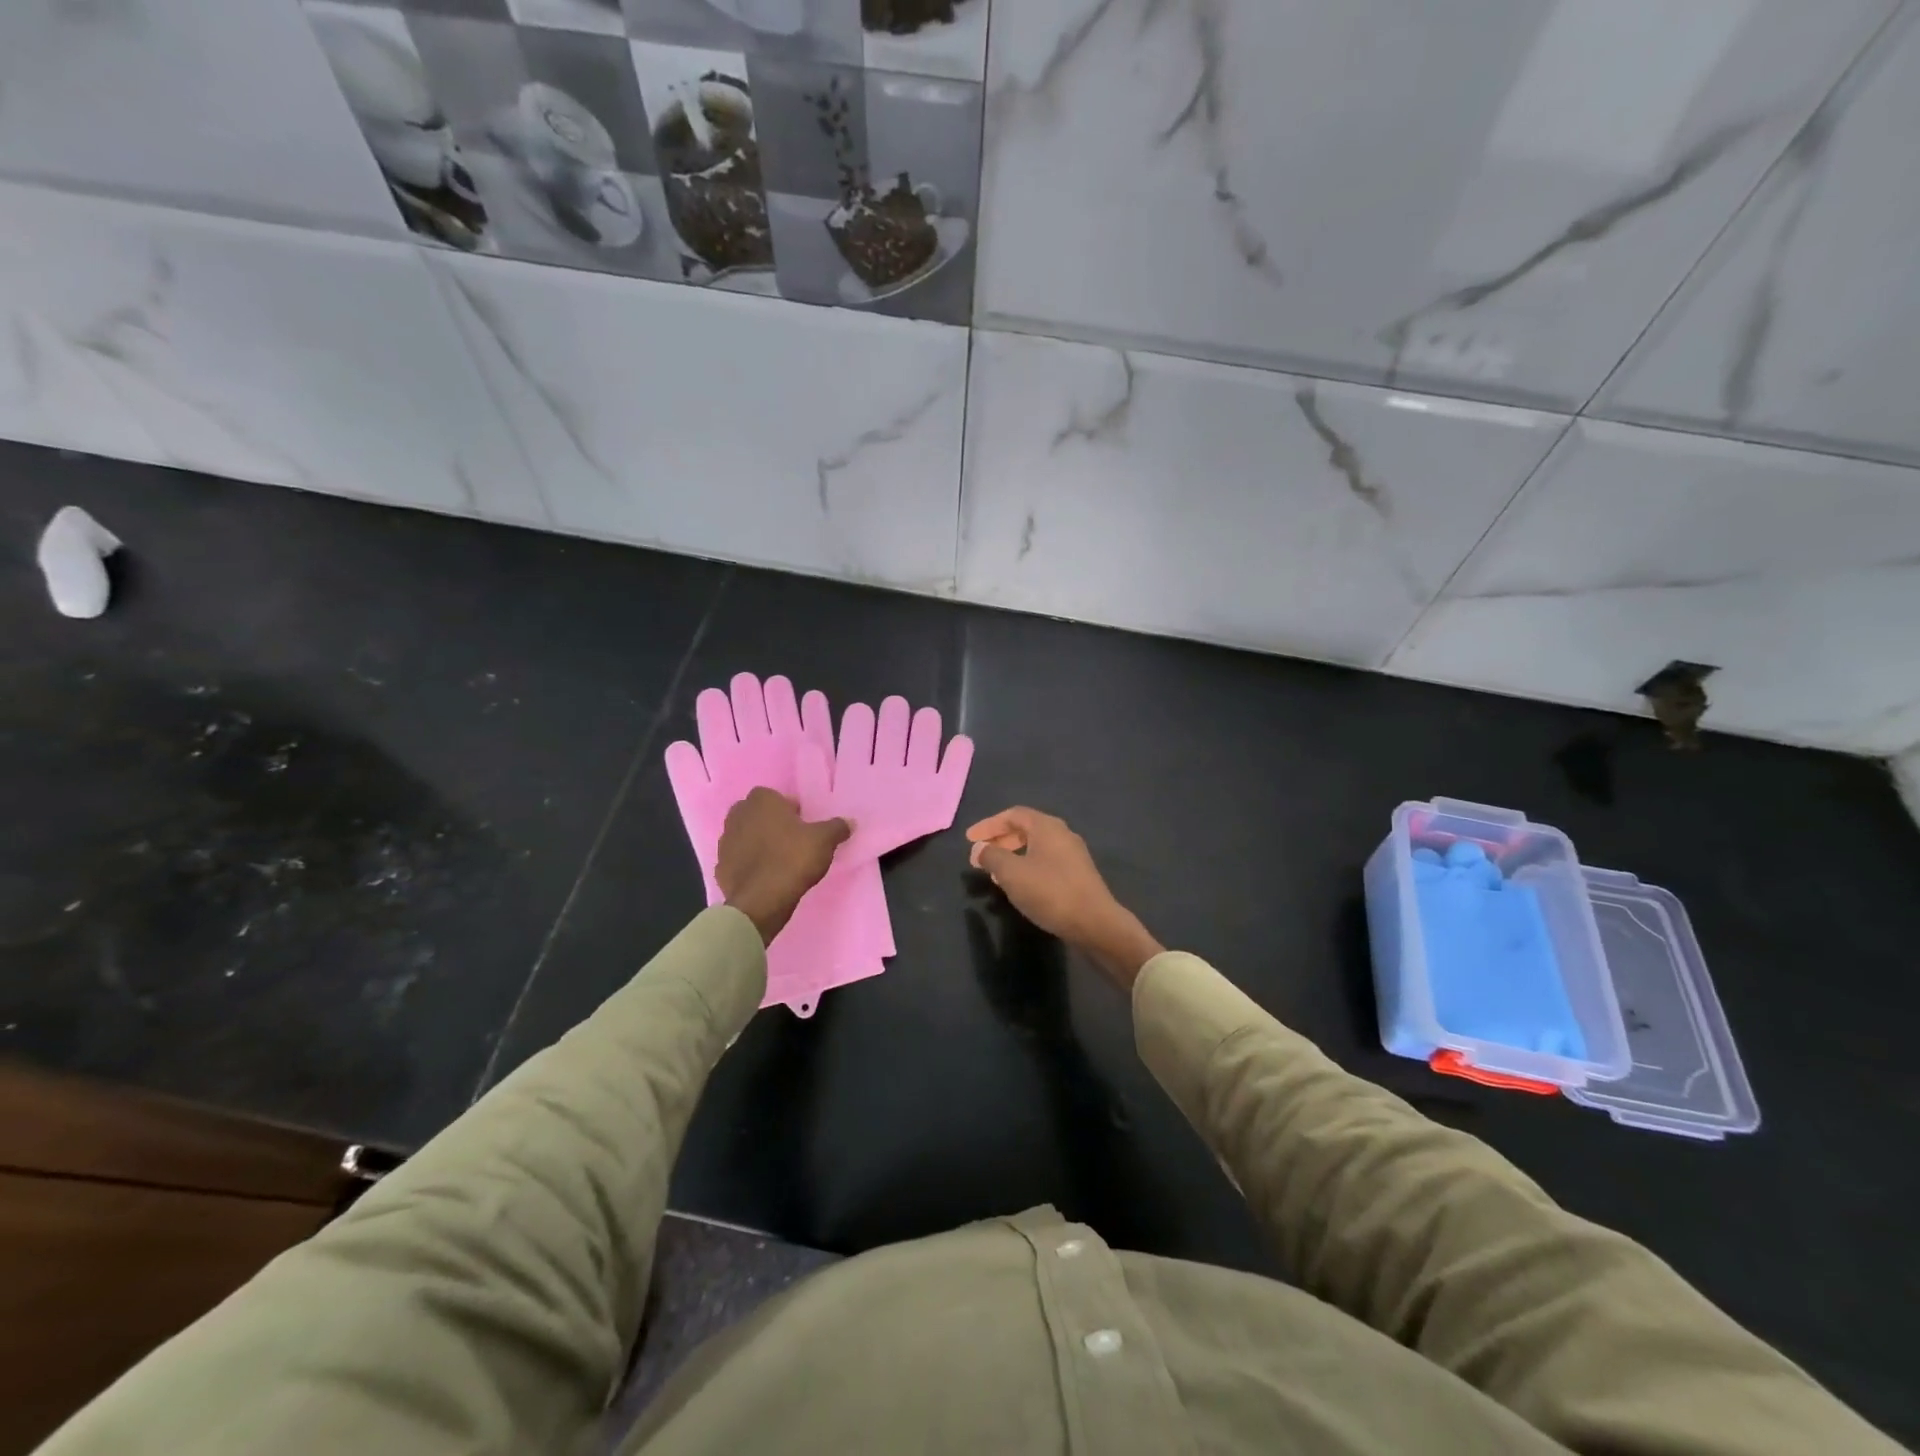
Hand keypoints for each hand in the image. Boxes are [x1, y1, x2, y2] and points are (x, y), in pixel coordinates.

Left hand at [717, 788, 850, 945]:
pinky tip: (764, 877)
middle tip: (791, 840)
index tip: (801, 823)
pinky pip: (738, 860)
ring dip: (757, 843)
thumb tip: (849, 822)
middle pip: (755, 814)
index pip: (773, 796)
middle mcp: (738, 816)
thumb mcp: (824, 840)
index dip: (787, 809)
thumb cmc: (793, 859)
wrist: (761, 900)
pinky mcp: (720, 868)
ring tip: (778, 860)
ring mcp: (725, 842)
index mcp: (761, 801)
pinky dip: (748, 865)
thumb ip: (837, 827)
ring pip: (744, 836)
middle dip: (769, 823)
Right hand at [965, 807, 1163, 989]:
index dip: (988, 825)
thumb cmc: (1050, 892)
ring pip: (1035, 848)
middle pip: (1025, 829)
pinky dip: (1026, 868)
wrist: (1095, 923)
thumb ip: (991, 856)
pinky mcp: (1078, 875)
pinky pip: (1045, 862)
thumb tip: (979, 848)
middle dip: (1000, 840)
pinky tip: (1019, 887)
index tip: (969, 840)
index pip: (1012, 815)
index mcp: (1047, 826)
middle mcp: (1062, 834)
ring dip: (1012, 856)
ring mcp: (1073, 855)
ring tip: (994, 873)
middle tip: (980, 855)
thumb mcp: (1012, 873)